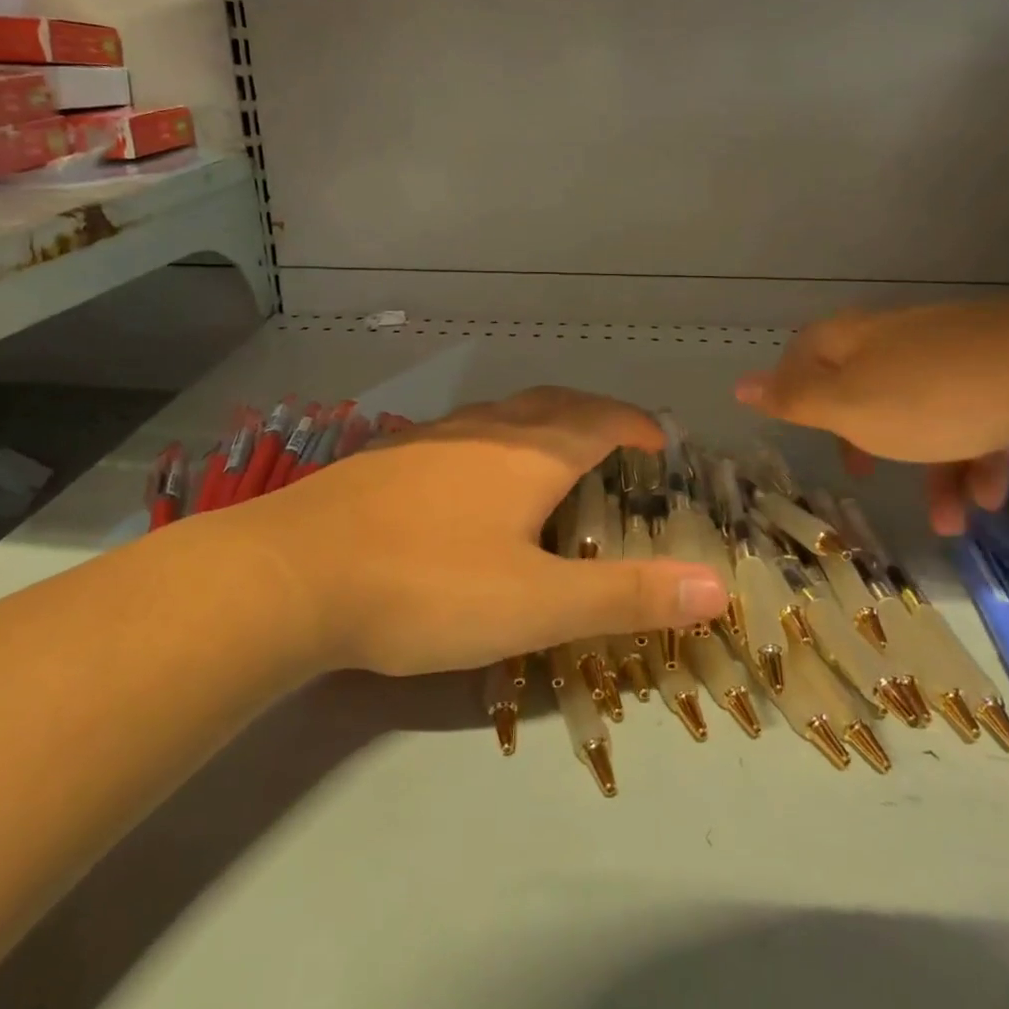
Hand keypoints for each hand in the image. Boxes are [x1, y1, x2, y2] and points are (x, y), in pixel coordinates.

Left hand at [206, 387, 730, 675]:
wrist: (291, 573)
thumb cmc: (426, 586)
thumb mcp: (535, 604)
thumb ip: (626, 596)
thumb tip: (717, 588)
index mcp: (530, 451)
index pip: (602, 419)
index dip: (639, 426)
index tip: (664, 444)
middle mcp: (485, 429)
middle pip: (555, 404)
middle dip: (596, 417)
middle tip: (619, 447)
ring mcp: (432, 438)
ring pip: (504, 415)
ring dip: (544, 426)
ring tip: (557, 461)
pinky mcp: (391, 457)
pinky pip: (464, 435)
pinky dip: (496, 444)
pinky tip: (475, 483)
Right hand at [734, 302, 1008, 535]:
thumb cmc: (930, 397)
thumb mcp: (848, 407)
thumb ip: (794, 400)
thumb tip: (739, 384)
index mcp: (854, 340)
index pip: (804, 354)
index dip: (793, 388)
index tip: (799, 428)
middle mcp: (899, 338)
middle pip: (866, 387)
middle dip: (865, 438)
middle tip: (863, 473)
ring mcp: (955, 351)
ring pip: (926, 412)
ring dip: (933, 469)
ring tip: (952, 524)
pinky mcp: (1006, 368)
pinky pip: (976, 415)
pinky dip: (976, 456)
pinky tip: (989, 497)